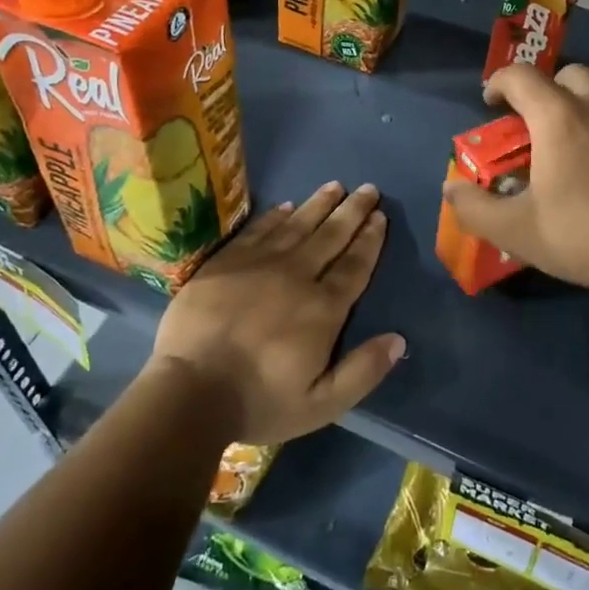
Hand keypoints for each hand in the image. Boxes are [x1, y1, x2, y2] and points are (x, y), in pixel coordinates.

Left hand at [150, 181, 405, 444]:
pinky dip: (275, 216)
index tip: (380, 216)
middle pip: (331, 236)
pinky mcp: (225, 263)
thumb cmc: (259, 401)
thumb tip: (398, 339)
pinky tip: (287, 206)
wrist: (190, 391)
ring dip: (319, 204)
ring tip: (335, 186)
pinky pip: (257, 230)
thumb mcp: (322, 403)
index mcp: (322, 309)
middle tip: (368, 189)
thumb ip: (363, 371)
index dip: (370, 239)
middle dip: (352, 211)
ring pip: (297, 225)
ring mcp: (258, 265)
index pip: (354, 265)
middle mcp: (296, 276)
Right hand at [440, 64, 588, 305]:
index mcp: (558, 115)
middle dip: (545, 91)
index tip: (490, 103)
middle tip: (536, 126)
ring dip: (582, 109)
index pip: (520, 75)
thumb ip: (475, 207)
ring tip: (575, 149)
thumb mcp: (517, 231)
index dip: (498, 83)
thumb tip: (451, 188)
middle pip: (567, 75)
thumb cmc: (585, 236)